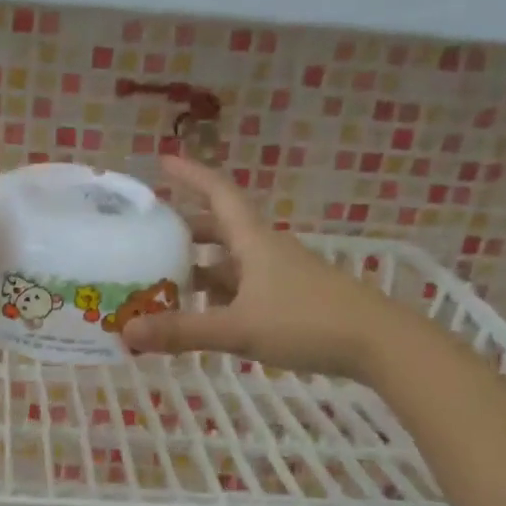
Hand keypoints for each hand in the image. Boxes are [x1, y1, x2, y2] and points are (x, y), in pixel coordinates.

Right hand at [121, 155, 400, 377]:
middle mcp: (265, 251)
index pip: (219, 193)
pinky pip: (243, 287)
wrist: (379, 344)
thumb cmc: (307, 323)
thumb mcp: (238, 328)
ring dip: (199, 264)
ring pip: (230, 261)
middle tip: (149, 233)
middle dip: (185, 227)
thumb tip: (126, 331)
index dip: (191, 175)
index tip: (163, 161)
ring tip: (163, 276)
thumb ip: (183, 331)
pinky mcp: (290, 299)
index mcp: (253, 241)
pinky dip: (217, 293)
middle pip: (220, 228)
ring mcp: (280, 275)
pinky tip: (201, 312)